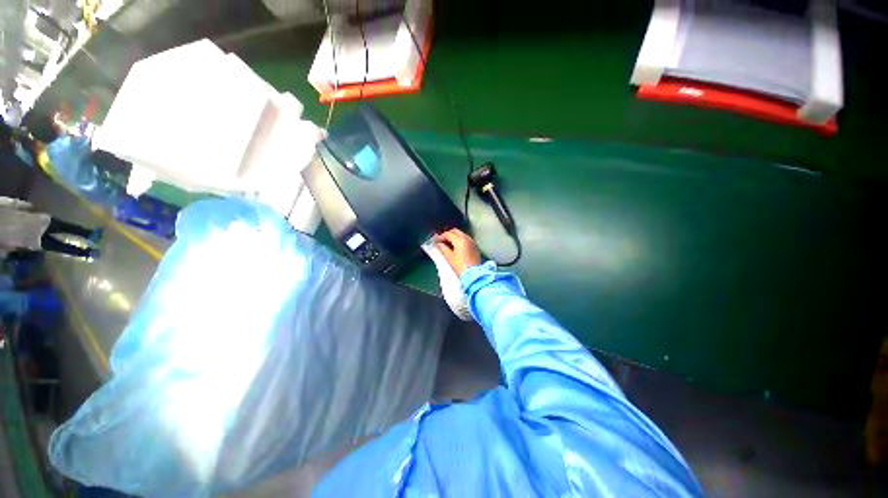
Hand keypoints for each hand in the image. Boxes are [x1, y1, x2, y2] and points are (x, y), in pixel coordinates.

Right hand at [434, 228, 481, 276]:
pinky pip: (466, 239)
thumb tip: (438, 244)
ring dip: (455, 237)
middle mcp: (467, 238)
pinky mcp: (475, 247)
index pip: (448, 234)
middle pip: (456, 231)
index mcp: (460, 240)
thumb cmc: (460, 267)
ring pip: (462, 234)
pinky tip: (457, 247)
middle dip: (448, 234)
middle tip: (441, 241)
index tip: (435, 241)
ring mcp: (472, 242)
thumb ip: (443, 248)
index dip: (441, 237)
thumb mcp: (449, 257)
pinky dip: (460, 240)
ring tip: (448, 244)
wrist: (473, 275)